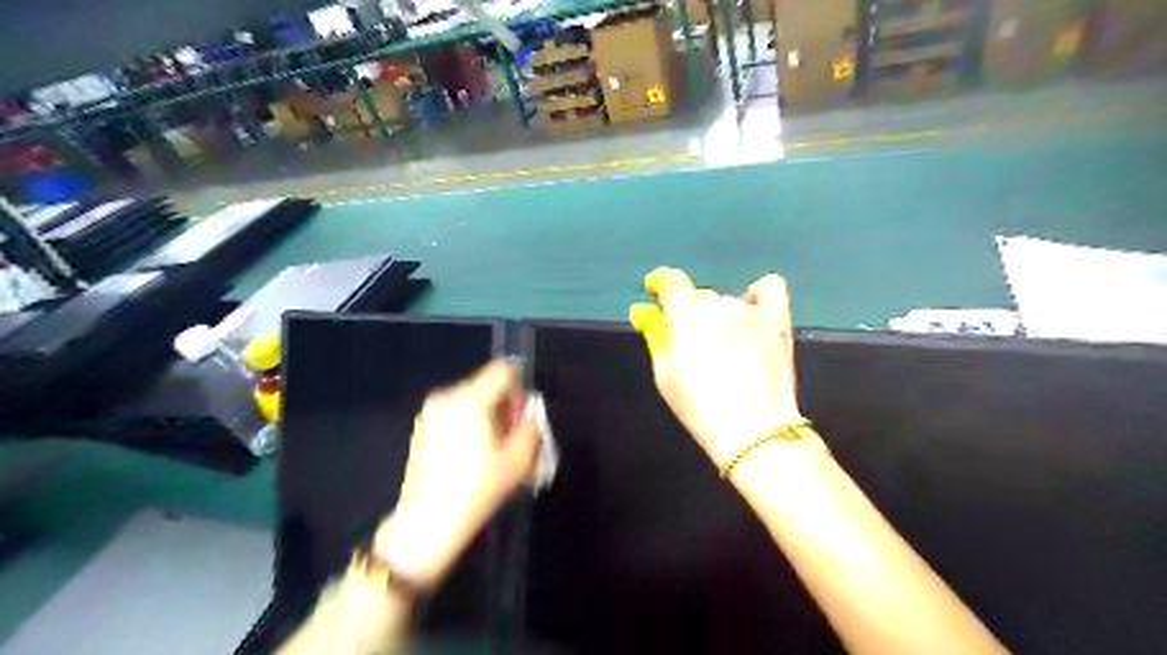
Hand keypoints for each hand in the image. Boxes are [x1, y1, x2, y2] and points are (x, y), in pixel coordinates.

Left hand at [374, 361, 536, 589]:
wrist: (426, 525)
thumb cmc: (477, 490)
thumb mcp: (518, 460)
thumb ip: (532, 427)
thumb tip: (531, 412)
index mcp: (470, 399)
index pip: (503, 371)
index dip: (520, 389)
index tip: (523, 418)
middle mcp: (447, 397)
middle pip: (487, 385)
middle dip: (505, 406)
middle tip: (512, 439)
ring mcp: (430, 412)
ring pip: (472, 400)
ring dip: (488, 417)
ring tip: (493, 451)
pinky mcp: (422, 428)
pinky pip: (456, 413)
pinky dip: (470, 424)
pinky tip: (472, 456)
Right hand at [628, 269, 813, 468]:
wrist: (753, 429)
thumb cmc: (699, 405)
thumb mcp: (665, 374)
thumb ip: (656, 335)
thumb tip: (646, 312)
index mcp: (686, 312)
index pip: (670, 281)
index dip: (659, 284)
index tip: (653, 292)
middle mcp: (718, 302)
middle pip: (699, 298)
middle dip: (690, 315)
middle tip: (691, 348)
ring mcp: (751, 309)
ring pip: (728, 303)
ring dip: (720, 318)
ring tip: (724, 351)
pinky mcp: (777, 321)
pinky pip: (770, 289)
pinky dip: (758, 296)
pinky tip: (753, 313)